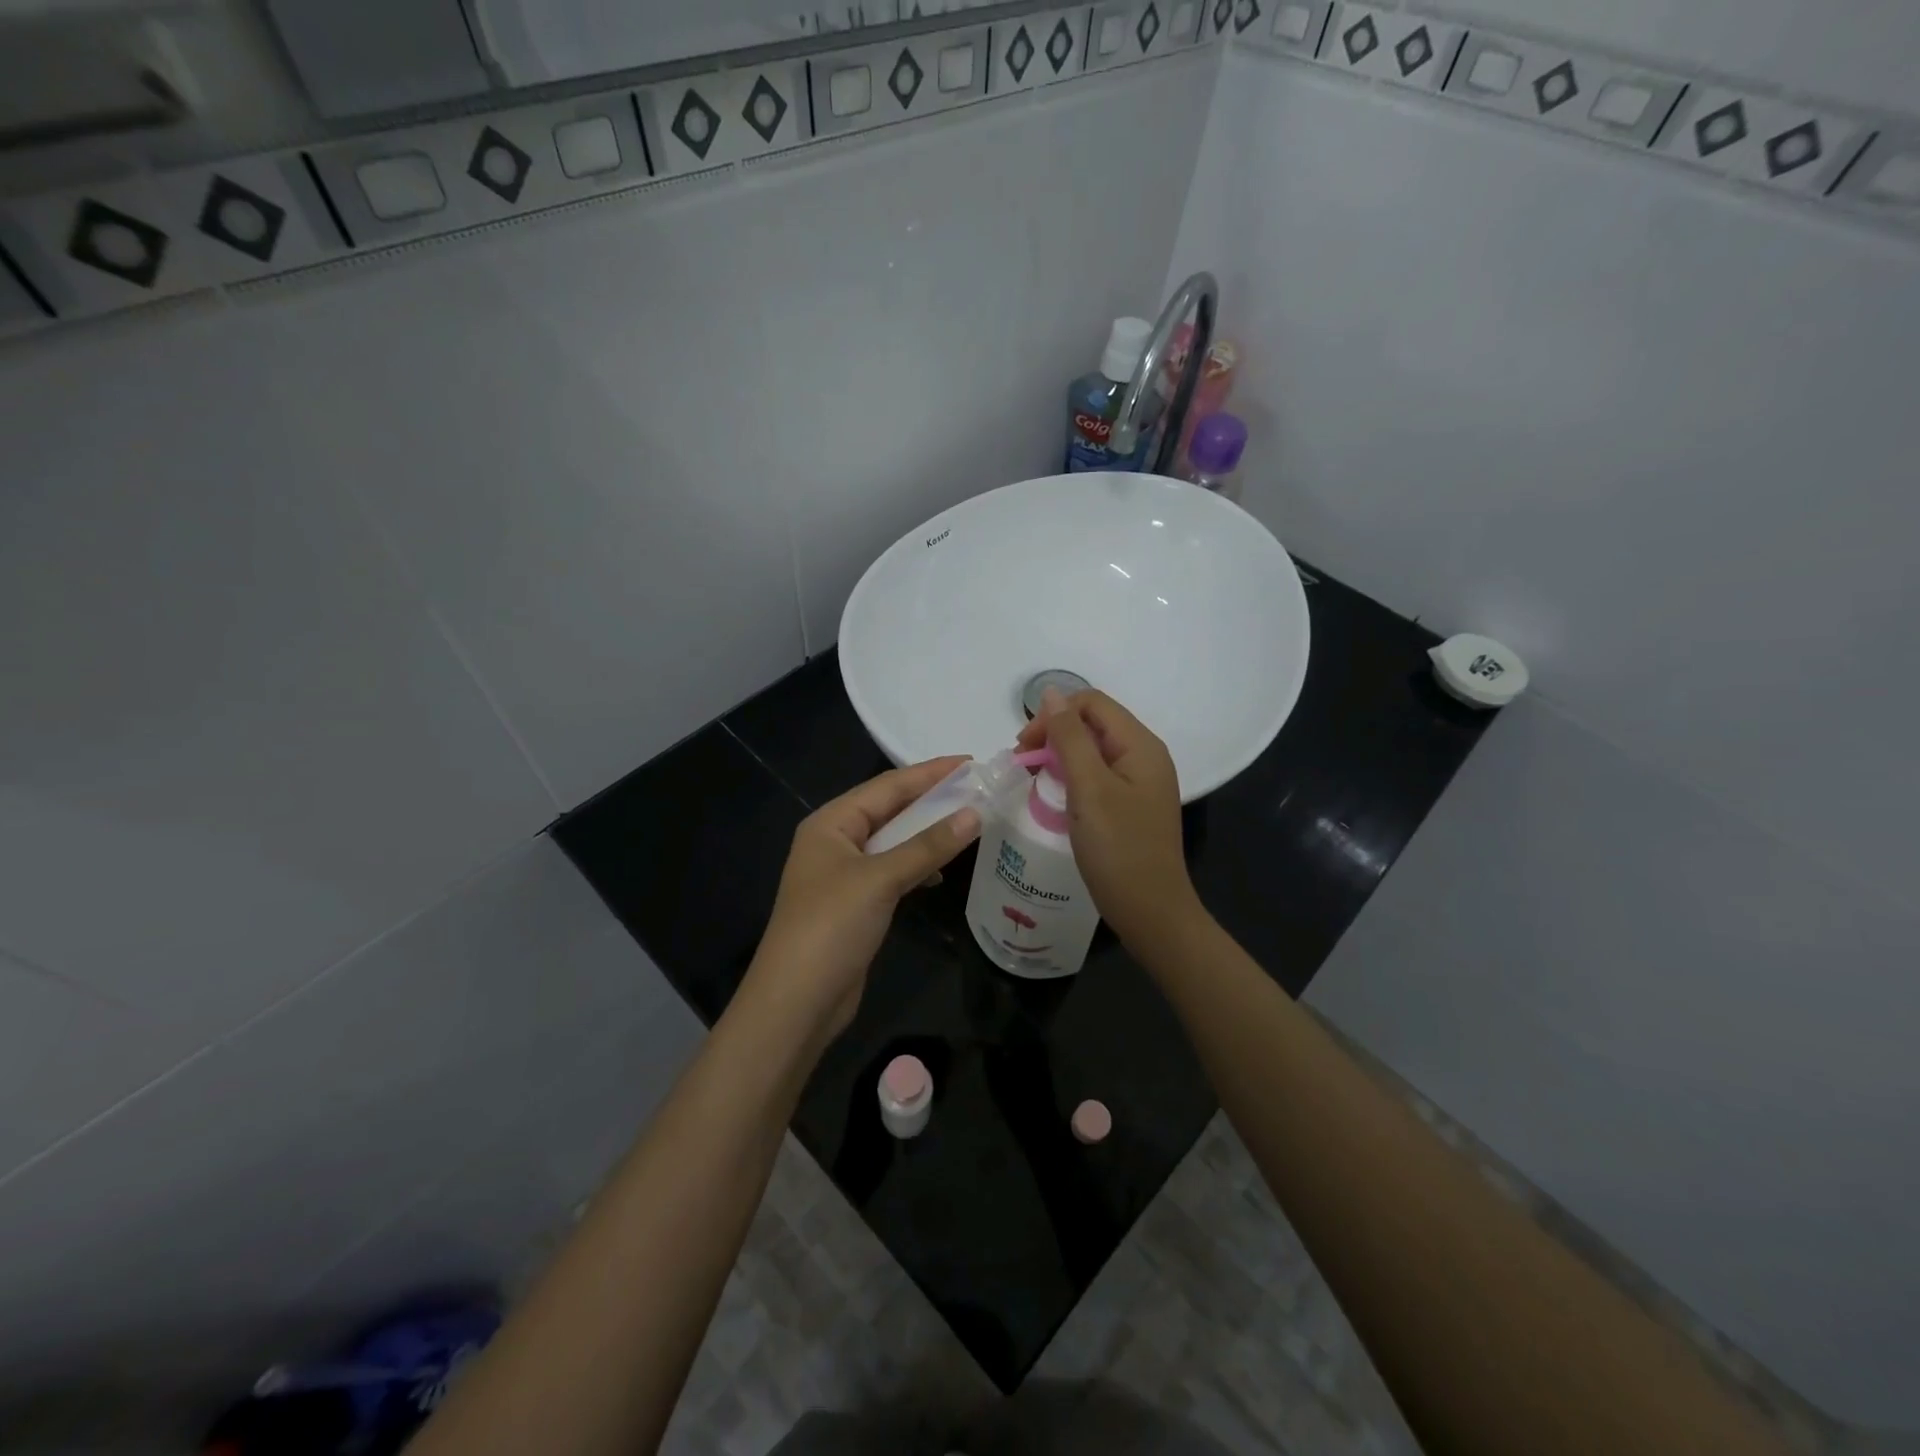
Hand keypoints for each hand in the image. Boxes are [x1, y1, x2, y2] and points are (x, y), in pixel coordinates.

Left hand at [740, 757, 981, 1040]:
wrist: (797, 1002)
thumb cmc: (831, 926)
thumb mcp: (881, 879)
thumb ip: (928, 845)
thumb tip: (975, 813)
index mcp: (831, 823)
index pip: (887, 786)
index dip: (930, 773)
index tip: (971, 762)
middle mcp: (835, 841)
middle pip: (890, 810)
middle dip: (932, 800)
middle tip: (978, 789)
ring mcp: (845, 874)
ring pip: (894, 842)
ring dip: (928, 833)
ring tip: (970, 822)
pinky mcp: (857, 904)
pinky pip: (893, 871)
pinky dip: (919, 865)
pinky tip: (942, 870)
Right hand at [1016, 690, 1202, 949]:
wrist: (1151, 912)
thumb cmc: (1119, 849)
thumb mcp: (1089, 788)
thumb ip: (1069, 737)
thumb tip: (1050, 692)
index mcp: (1140, 744)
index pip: (1091, 703)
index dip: (1053, 715)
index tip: (1023, 747)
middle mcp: (1144, 755)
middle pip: (1092, 724)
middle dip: (1054, 735)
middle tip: (1022, 763)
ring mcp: (1139, 782)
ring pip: (1092, 750)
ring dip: (1059, 757)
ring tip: (1033, 780)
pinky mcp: (1131, 805)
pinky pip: (1097, 776)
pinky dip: (1072, 778)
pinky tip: (1055, 797)